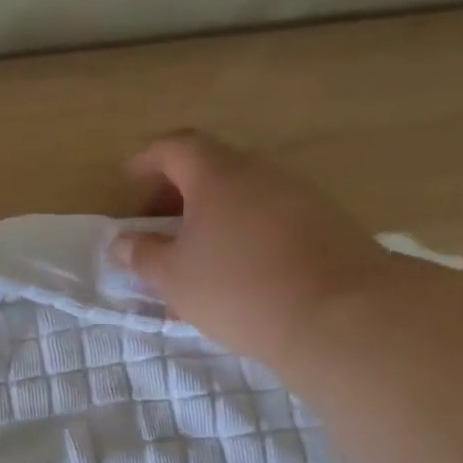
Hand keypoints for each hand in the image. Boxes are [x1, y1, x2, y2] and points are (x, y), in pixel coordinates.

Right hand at [112, 132, 395, 362]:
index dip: (147, 161)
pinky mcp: (325, 224)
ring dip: (211, 218)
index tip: (128, 181)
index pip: (175, 148)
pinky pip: (269, 219)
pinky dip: (242, 234)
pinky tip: (235, 273)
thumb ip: (143, 256)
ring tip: (193, 259)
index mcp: (218, 175)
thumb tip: (123, 242)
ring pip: (242, 197)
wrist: (339, 314)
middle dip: (176, 195)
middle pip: (211, 169)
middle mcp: (261, 173)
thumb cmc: (237, 287)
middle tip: (156, 229)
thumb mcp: (173, 277)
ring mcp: (299, 196)